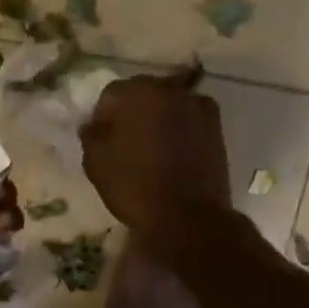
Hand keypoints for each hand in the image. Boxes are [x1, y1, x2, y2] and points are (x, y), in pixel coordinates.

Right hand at [79, 72, 230, 239]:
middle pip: (144, 92)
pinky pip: (188, 120)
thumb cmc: (135, 187)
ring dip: (157, 118)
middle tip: (124, 140)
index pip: (112, 93)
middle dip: (132, 111)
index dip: (102, 115)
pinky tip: (172, 152)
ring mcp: (199, 107)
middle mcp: (172, 90)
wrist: (188, 217)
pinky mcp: (217, 128)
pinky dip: (178, 129)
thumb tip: (94, 125)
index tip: (100, 138)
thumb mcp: (96, 163)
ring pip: (169, 104)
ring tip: (150, 147)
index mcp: (139, 92)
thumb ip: (91, 135)